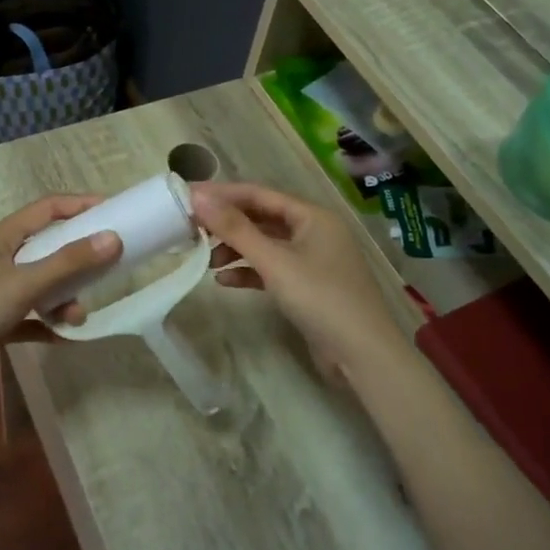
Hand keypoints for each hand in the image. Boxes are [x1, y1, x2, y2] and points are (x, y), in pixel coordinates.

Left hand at [0, 194, 121, 371]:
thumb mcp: (23, 284)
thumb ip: (68, 262)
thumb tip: (114, 238)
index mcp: (2, 237)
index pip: (47, 208)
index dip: (80, 206)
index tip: (114, 212)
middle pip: (47, 247)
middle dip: (77, 261)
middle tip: (105, 272)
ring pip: (40, 284)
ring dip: (62, 298)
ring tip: (75, 318)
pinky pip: (29, 316)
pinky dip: (46, 323)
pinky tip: (64, 337)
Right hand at [190, 181, 403, 378]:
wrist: (362, 355)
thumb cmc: (320, 298)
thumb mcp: (274, 261)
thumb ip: (235, 229)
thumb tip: (198, 196)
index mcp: (312, 216)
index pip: (259, 194)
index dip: (222, 194)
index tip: (187, 196)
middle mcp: (314, 231)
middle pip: (261, 218)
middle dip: (227, 224)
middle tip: (190, 228)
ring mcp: (312, 260)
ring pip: (265, 245)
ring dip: (235, 250)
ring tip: (206, 260)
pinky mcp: (307, 286)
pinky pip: (271, 269)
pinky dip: (249, 272)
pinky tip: (224, 281)